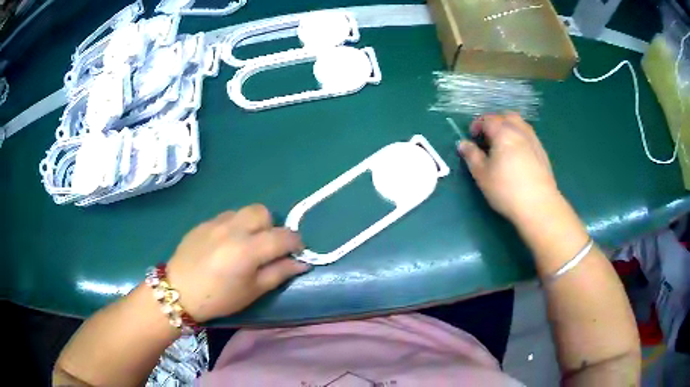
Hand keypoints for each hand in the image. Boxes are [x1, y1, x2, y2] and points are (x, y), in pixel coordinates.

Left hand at [166, 204, 309, 322]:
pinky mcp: (204, 222)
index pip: (283, 236)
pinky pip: (227, 216)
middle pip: (264, 213)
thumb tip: (301, 262)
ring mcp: (216, 222)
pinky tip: (226, 244)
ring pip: (245, 211)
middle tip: (267, 247)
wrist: (179, 291)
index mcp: (248, 250)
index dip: (296, 243)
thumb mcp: (253, 291)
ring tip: (246, 243)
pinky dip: (234, 226)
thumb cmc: (219, 298)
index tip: (296, 252)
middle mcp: (233, 228)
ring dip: (253, 224)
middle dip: (272, 227)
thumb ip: (279, 273)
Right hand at [457, 113, 560, 223]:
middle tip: (487, 138)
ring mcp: (534, 140)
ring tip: (502, 146)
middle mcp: (520, 131)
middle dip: (494, 122)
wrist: (538, 205)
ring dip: (508, 128)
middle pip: (506, 116)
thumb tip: (463, 144)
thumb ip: (471, 156)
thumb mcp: (482, 174)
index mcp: (503, 132)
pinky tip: (516, 156)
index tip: (472, 138)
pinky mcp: (542, 152)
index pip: (488, 119)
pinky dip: (519, 138)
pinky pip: (528, 136)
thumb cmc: (506, 189)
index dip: (477, 125)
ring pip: (519, 124)